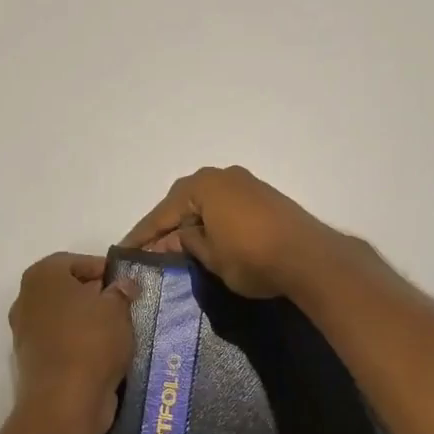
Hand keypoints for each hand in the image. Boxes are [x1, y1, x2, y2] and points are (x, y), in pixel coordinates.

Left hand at [8, 253, 138, 433]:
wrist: (63, 402)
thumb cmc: (90, 341)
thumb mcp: (117, 308)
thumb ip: (121, 291)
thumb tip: (123, 285)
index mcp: (42, 276)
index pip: (75, 261)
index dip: (102, 269)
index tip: (125, 283)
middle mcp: (26, 300)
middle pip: (67, 290)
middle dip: (95, 295)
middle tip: (124, 305)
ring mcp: (25, 333)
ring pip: (64, 318)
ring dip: (88, 322)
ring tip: (119, 331)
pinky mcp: (32, 362)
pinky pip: (61, 343)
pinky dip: (80, 345)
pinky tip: (105, 353)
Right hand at [121, 166, 340, 298]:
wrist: (310, 257)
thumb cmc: (252, 257)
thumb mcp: (211, 257)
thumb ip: (188, 243)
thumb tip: (178, 238)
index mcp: (202, 186)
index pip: (162, 213)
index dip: (142, 235)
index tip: (124, 250)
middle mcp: (223, 176)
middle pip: (184, 202)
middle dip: (167, 226)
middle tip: (148, 250)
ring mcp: (246, 183)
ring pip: (207, 203)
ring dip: (191, 223)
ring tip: (176, 248)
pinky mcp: (264, 197)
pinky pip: (226, 206)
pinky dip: (212, 221)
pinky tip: (207, 239)